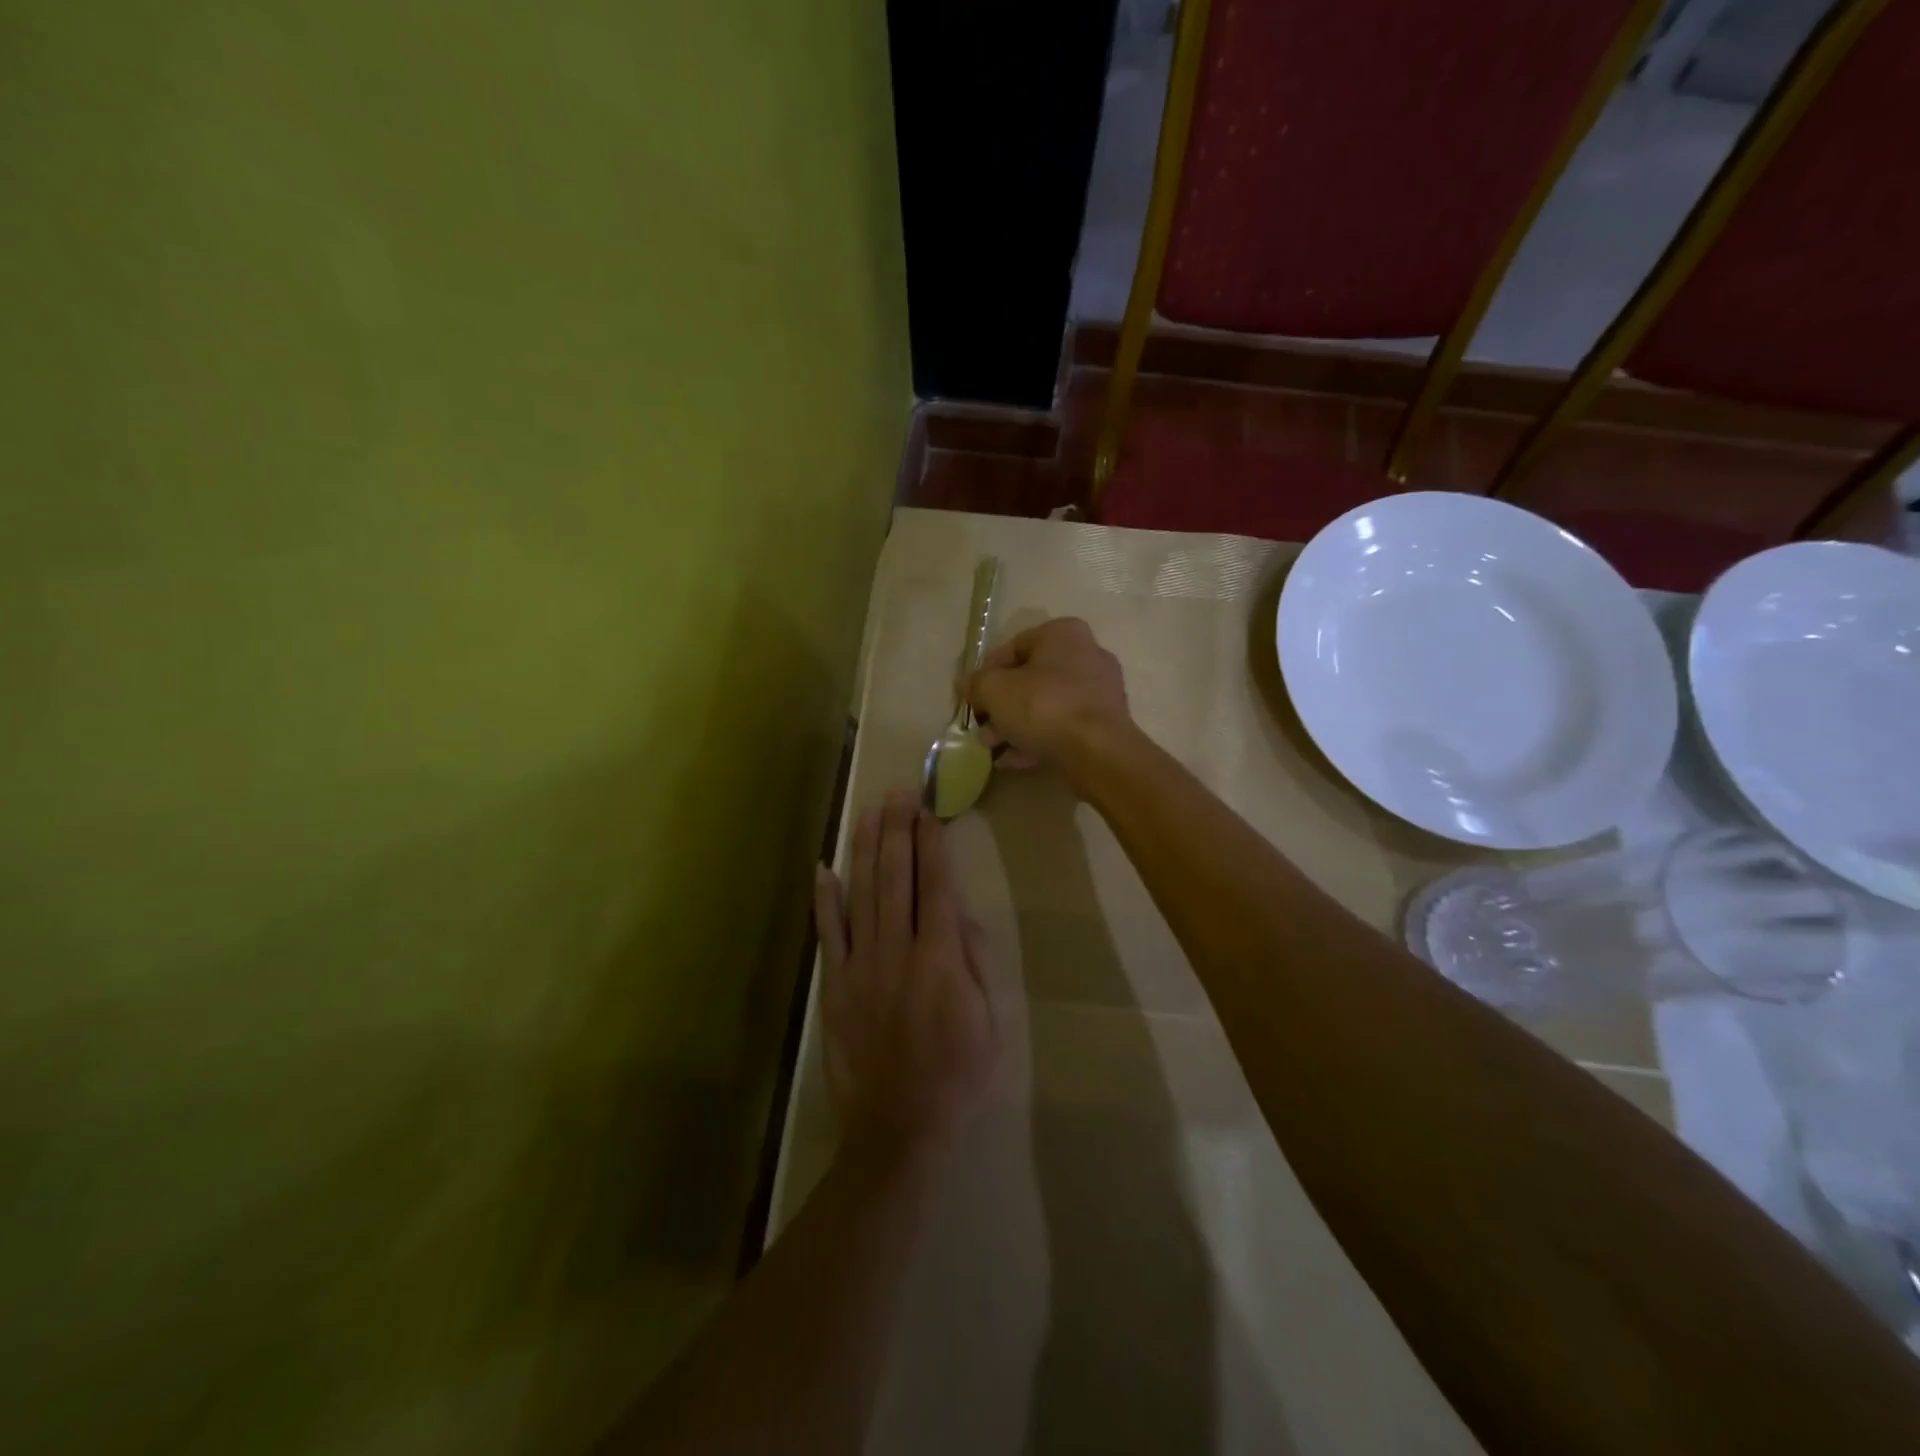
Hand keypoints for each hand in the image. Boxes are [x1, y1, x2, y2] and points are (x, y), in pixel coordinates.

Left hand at [813, 792, 998, 1163]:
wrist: (900, 1128)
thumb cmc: (958, 1075)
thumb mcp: (991, 1021)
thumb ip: (975, 961)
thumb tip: (960, 912)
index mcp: (941, 958)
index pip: (936, 886)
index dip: (931, 845)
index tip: (928, 811)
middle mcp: (898, 951)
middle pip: (896, 878)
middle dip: (897, 831)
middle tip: (898, 793)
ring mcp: (861, 967)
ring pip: (861, 895)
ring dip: (865, 849)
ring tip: (868, 812)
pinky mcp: (835, 986)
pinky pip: (828, 935)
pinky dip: (824, 900)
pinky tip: (823, 868)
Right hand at [965, 617, 1131, 770]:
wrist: (1097, 752)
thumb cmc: (1043, 707)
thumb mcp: (994, 690)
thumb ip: (976, 684)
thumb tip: (967, 685)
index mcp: (1063, 634)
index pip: (1013, 647)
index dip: (986, 673)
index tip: (972, 698)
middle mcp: (1086, 654)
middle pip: (1030, 679)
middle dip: (1001, 706)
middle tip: (982, 728)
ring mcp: (1100, 691)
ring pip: (1045, 705)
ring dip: (1015, 726)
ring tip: (993, 748)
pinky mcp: (1105, 723)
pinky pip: (1063, 726)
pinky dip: (1038, 739)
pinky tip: (1014, 760)